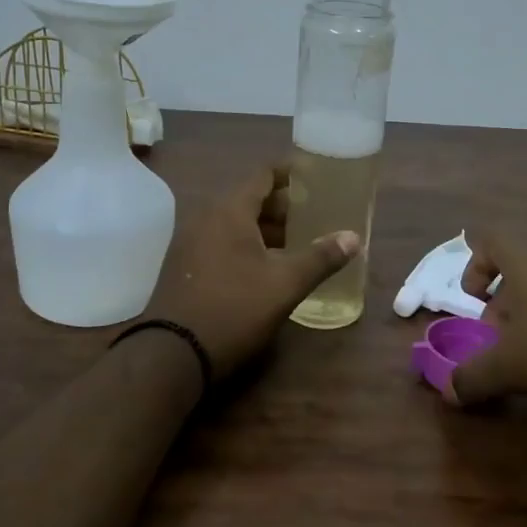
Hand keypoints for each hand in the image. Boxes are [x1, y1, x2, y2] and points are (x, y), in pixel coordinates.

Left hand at [145, 166, 360, 377]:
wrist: (172, 354)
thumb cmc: (234, 309)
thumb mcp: (284, 284)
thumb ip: (321, 258)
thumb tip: (353, 238)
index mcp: (229, 211)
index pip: (263, 175)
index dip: (291, 172)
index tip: (315, 176)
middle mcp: (206, 218)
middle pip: (250, 199)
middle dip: (283, 206)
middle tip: (315, 215)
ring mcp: (190, 242)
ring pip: (235, 224)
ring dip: (266, 229)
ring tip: (298, 242)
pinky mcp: (185, 267)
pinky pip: (222, 242)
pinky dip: (247, 245)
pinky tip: (267, 266)